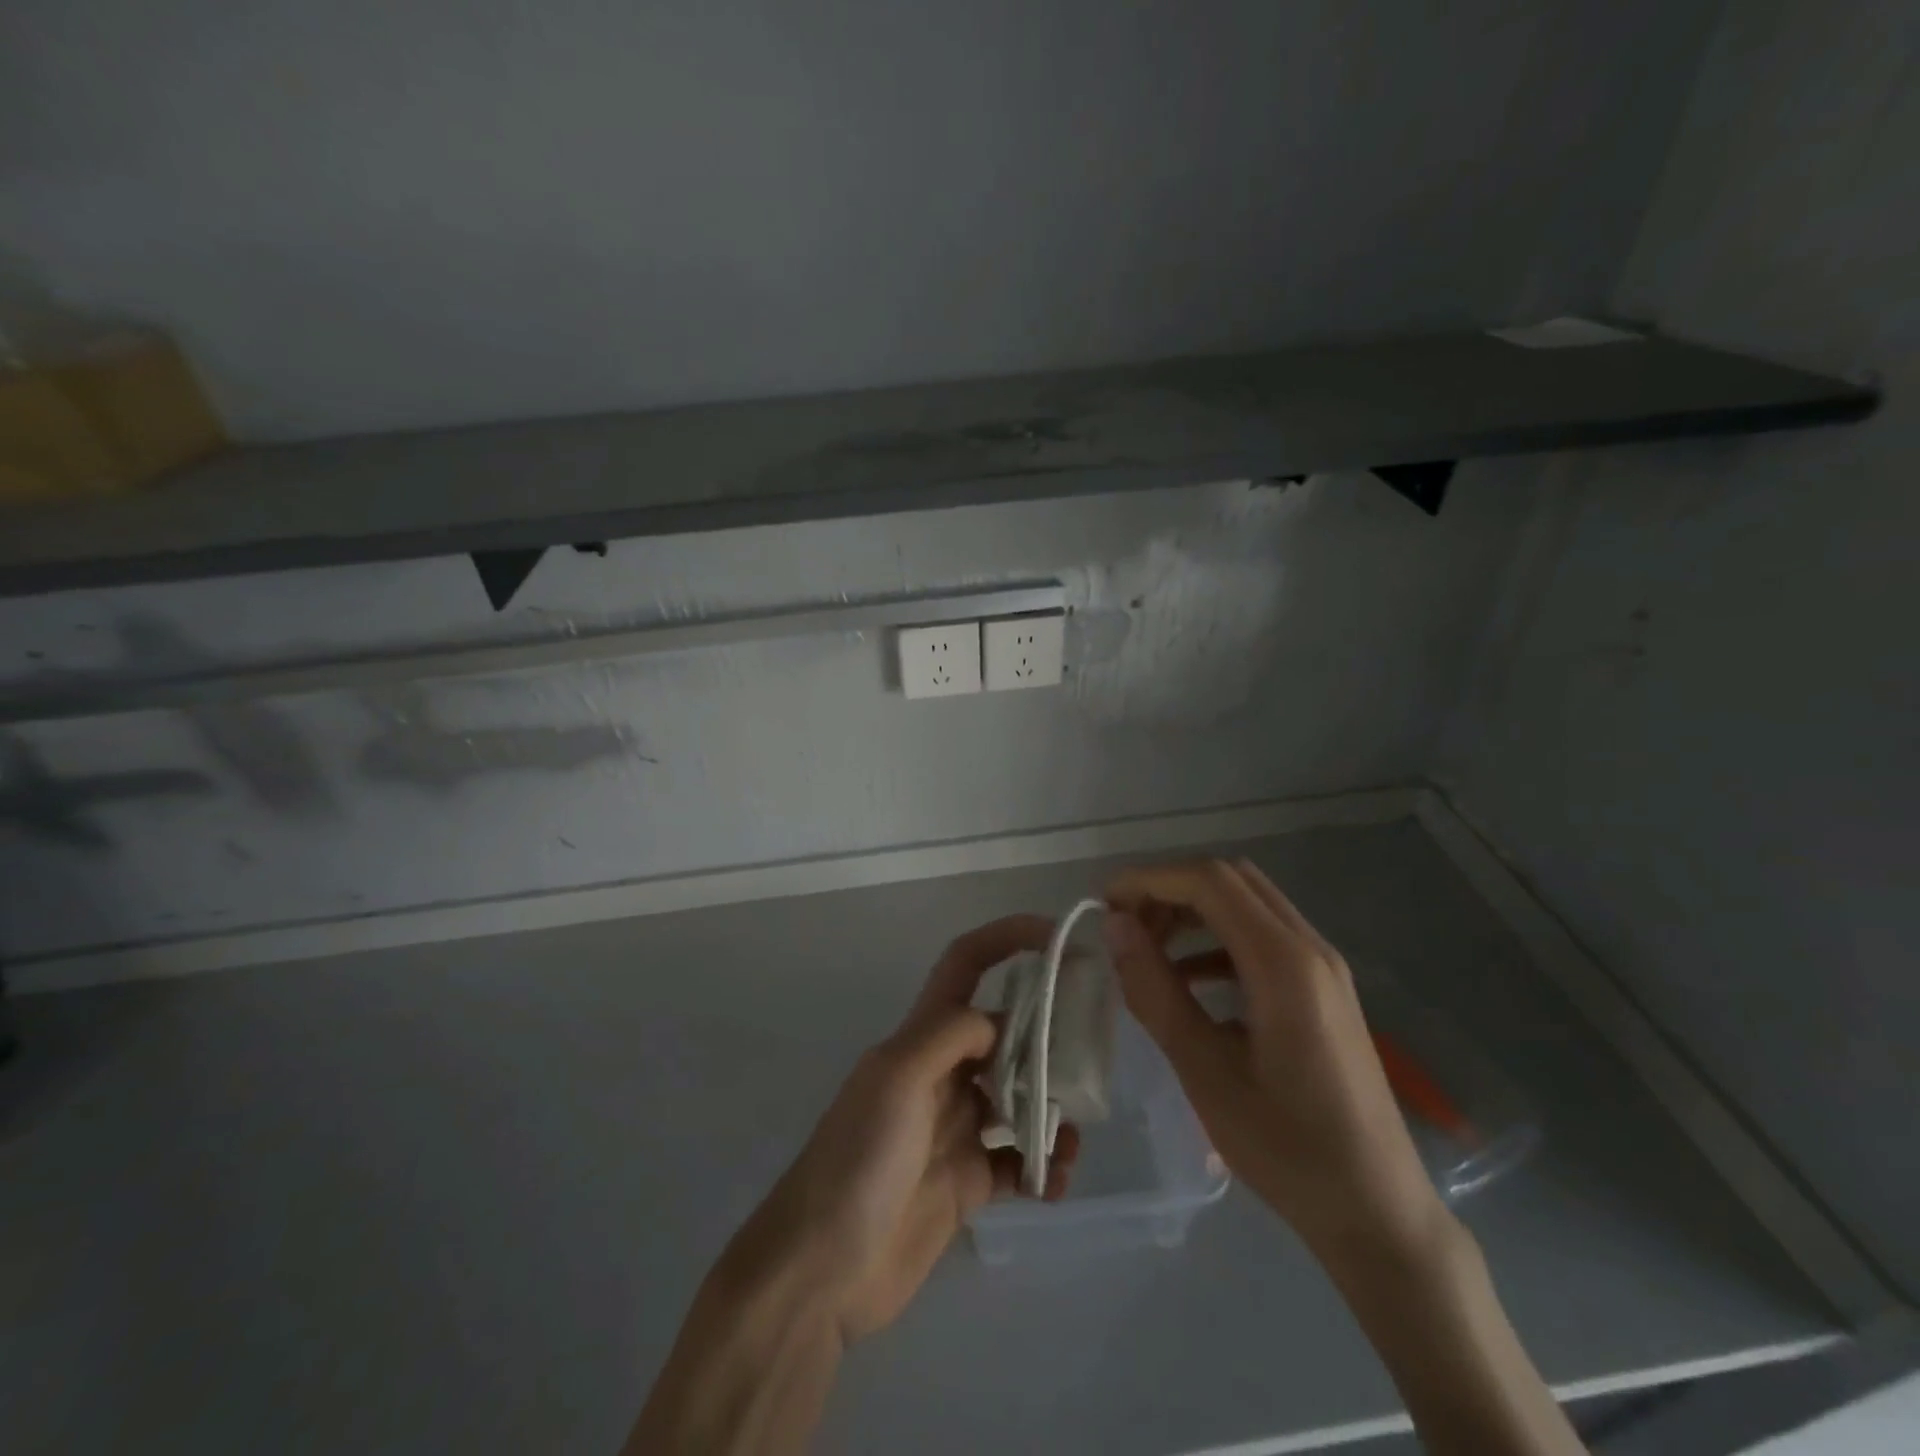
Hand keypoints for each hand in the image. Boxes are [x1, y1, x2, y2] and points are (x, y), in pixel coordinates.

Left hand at [729, 915, 1079, 1344]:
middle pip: (1006, 1033)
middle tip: (1090, 1056)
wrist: (823, 1269)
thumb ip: (950, 1035)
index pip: (966, 965)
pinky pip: (1018, 1162)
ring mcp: (956, 1127)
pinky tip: (1053, 1183)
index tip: (1058, 938)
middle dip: (1048, 1036)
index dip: (1008, 939)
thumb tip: (1001, 1023)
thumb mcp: (897, 1077)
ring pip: (1019, 1098)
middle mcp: (943, 1072)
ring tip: (1072, 1136)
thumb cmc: (858, 1159)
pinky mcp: (967, 1181)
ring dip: (1052, 1109)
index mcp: (922, 1036)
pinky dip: (1043, 1167)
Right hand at [1104, 859, 1449, 1266]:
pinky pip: (1262, 936)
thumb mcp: (1205, 1072)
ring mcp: (1323, 967)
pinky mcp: (1323, 988)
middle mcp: (1310, 948)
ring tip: (1147, 949)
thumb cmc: (1287, 1149)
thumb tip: (1115, 926)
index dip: (1149, 880)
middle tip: (1125, 926)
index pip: (1209, 882)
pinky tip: (1188, 978)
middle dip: (1169, 890)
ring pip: (1247, 903)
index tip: (1103, 903)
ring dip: (1192, 911)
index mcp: (1284, 964)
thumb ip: (1155, 991)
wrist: (1378, 1213)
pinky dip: (1216, 938)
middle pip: (1230, 880)